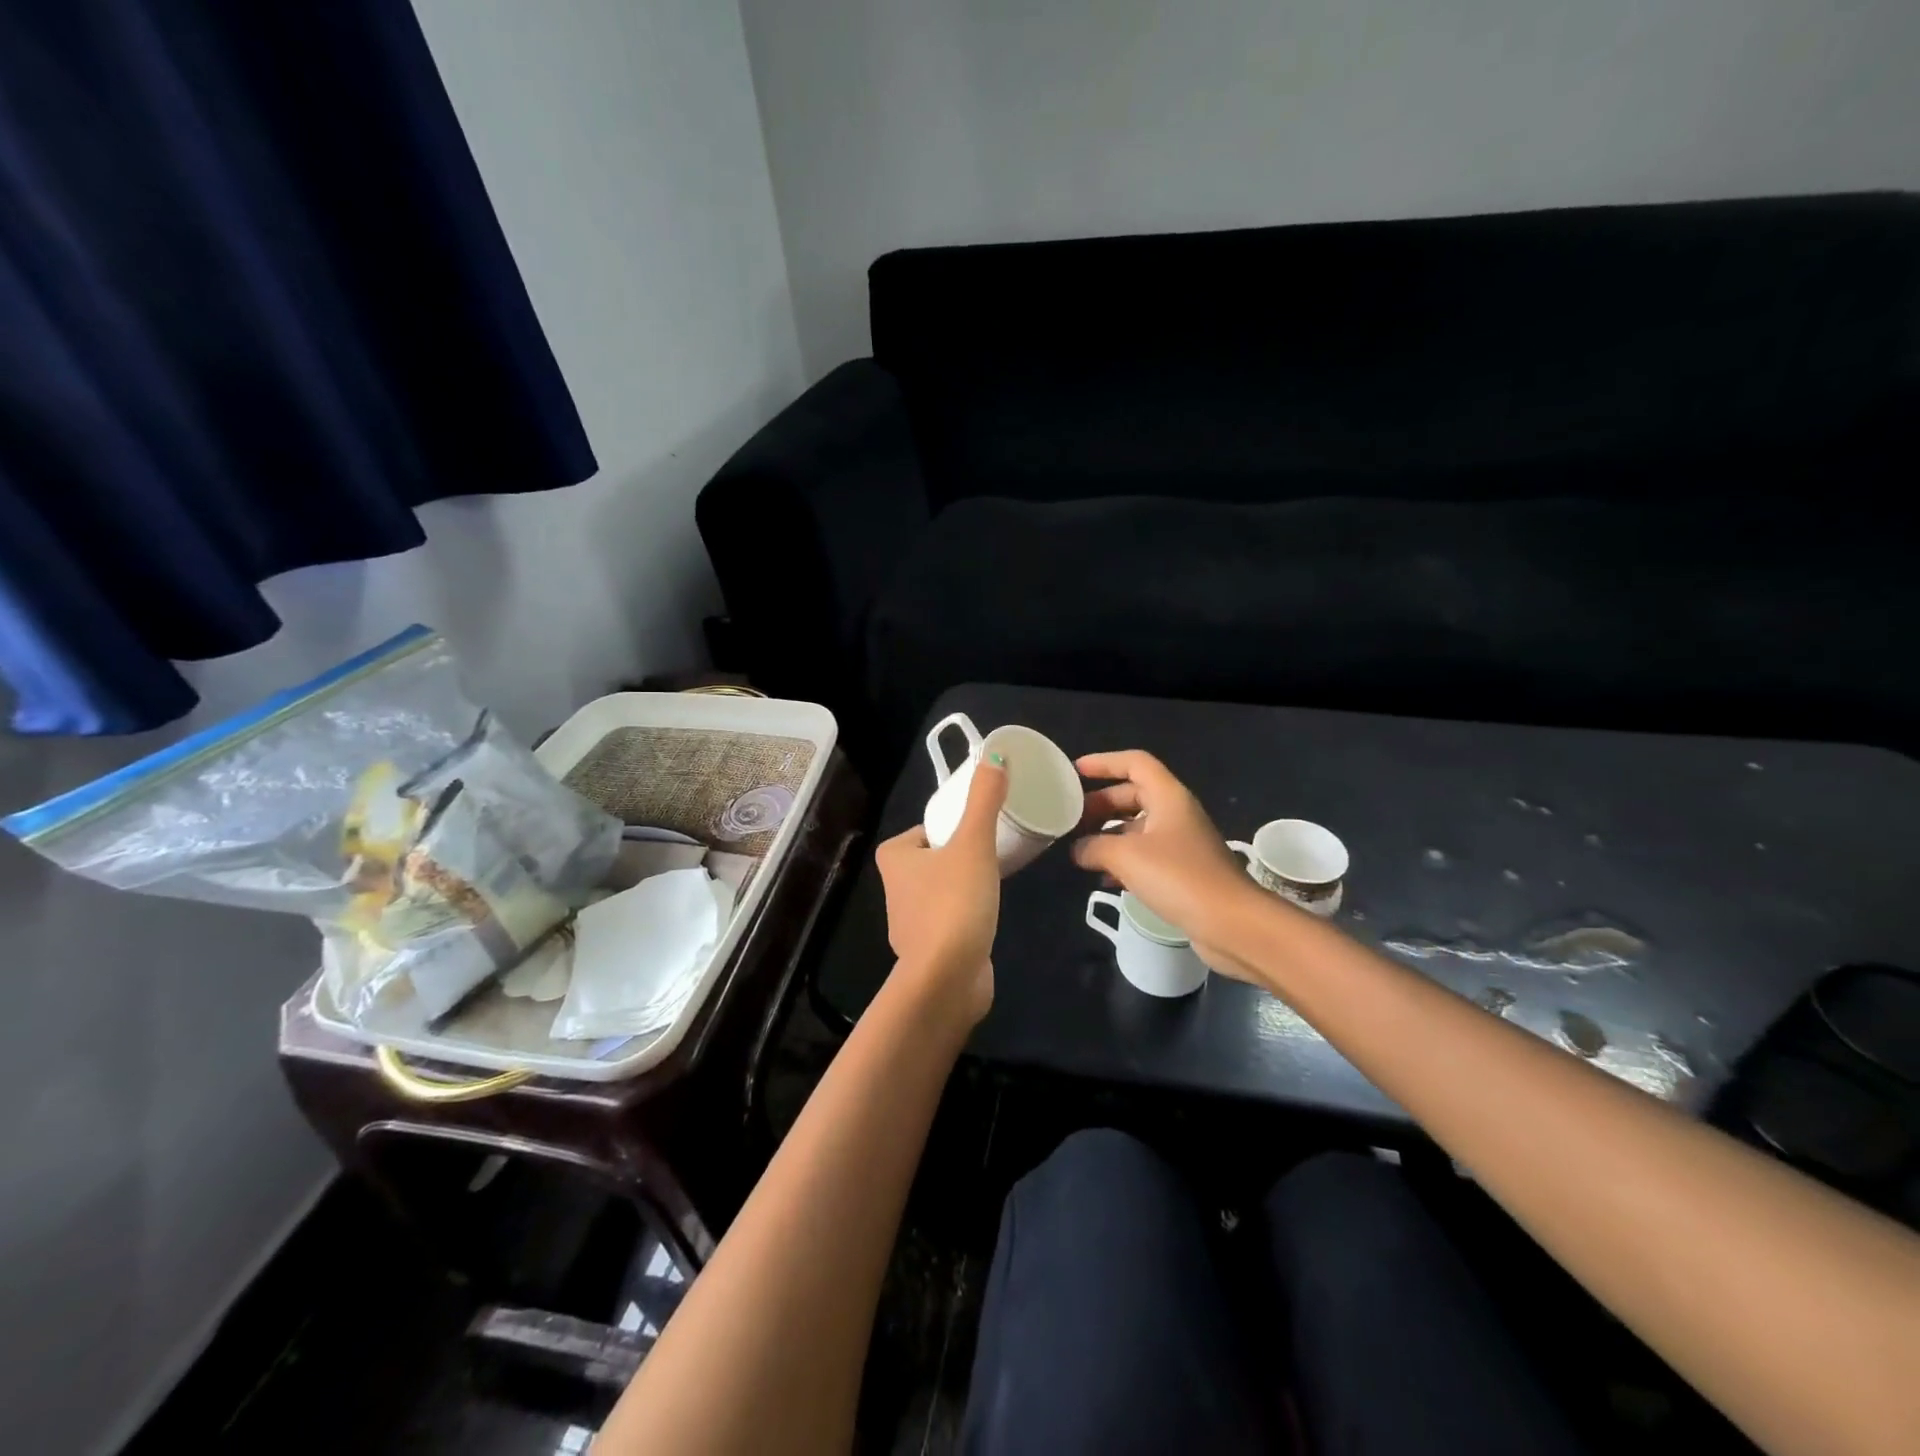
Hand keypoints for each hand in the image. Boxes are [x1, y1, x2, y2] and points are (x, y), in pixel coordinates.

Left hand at [873, 754, 1005, 1023]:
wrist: (948, 978)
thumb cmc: (954, 902)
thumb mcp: (973, 843)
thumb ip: (984, 800)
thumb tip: (996, 755)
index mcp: (895, 859)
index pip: (923, 830)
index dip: (948, 825)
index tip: (977, 826)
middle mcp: (895, 889)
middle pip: (932, 858)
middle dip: (959, 853)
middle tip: (993, 847)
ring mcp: (910, 923)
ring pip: (940, 889)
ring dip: (964, 884)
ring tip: (996, 878)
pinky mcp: (929, 949)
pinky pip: (950, 919)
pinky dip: (967, 913)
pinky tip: (989, 915)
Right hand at [1071, 750, 1266, 983]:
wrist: (1232, 924)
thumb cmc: (1179, 877)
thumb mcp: (1126, 856)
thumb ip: (1094, 846)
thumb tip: (1077, 849)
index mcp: (1168, 797)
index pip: (1134, 763)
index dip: (1104, 763)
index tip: (1075, 773)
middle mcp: (1176, 814)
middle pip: (1133, 795)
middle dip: (1100, 804)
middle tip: (1071, 818)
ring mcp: (1181, 844)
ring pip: (1137, 828)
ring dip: (1108, 835)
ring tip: (1079, 849)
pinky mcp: (1182, 872)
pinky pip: (1145, 856)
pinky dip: (1122, 861)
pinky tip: (1103, 878)